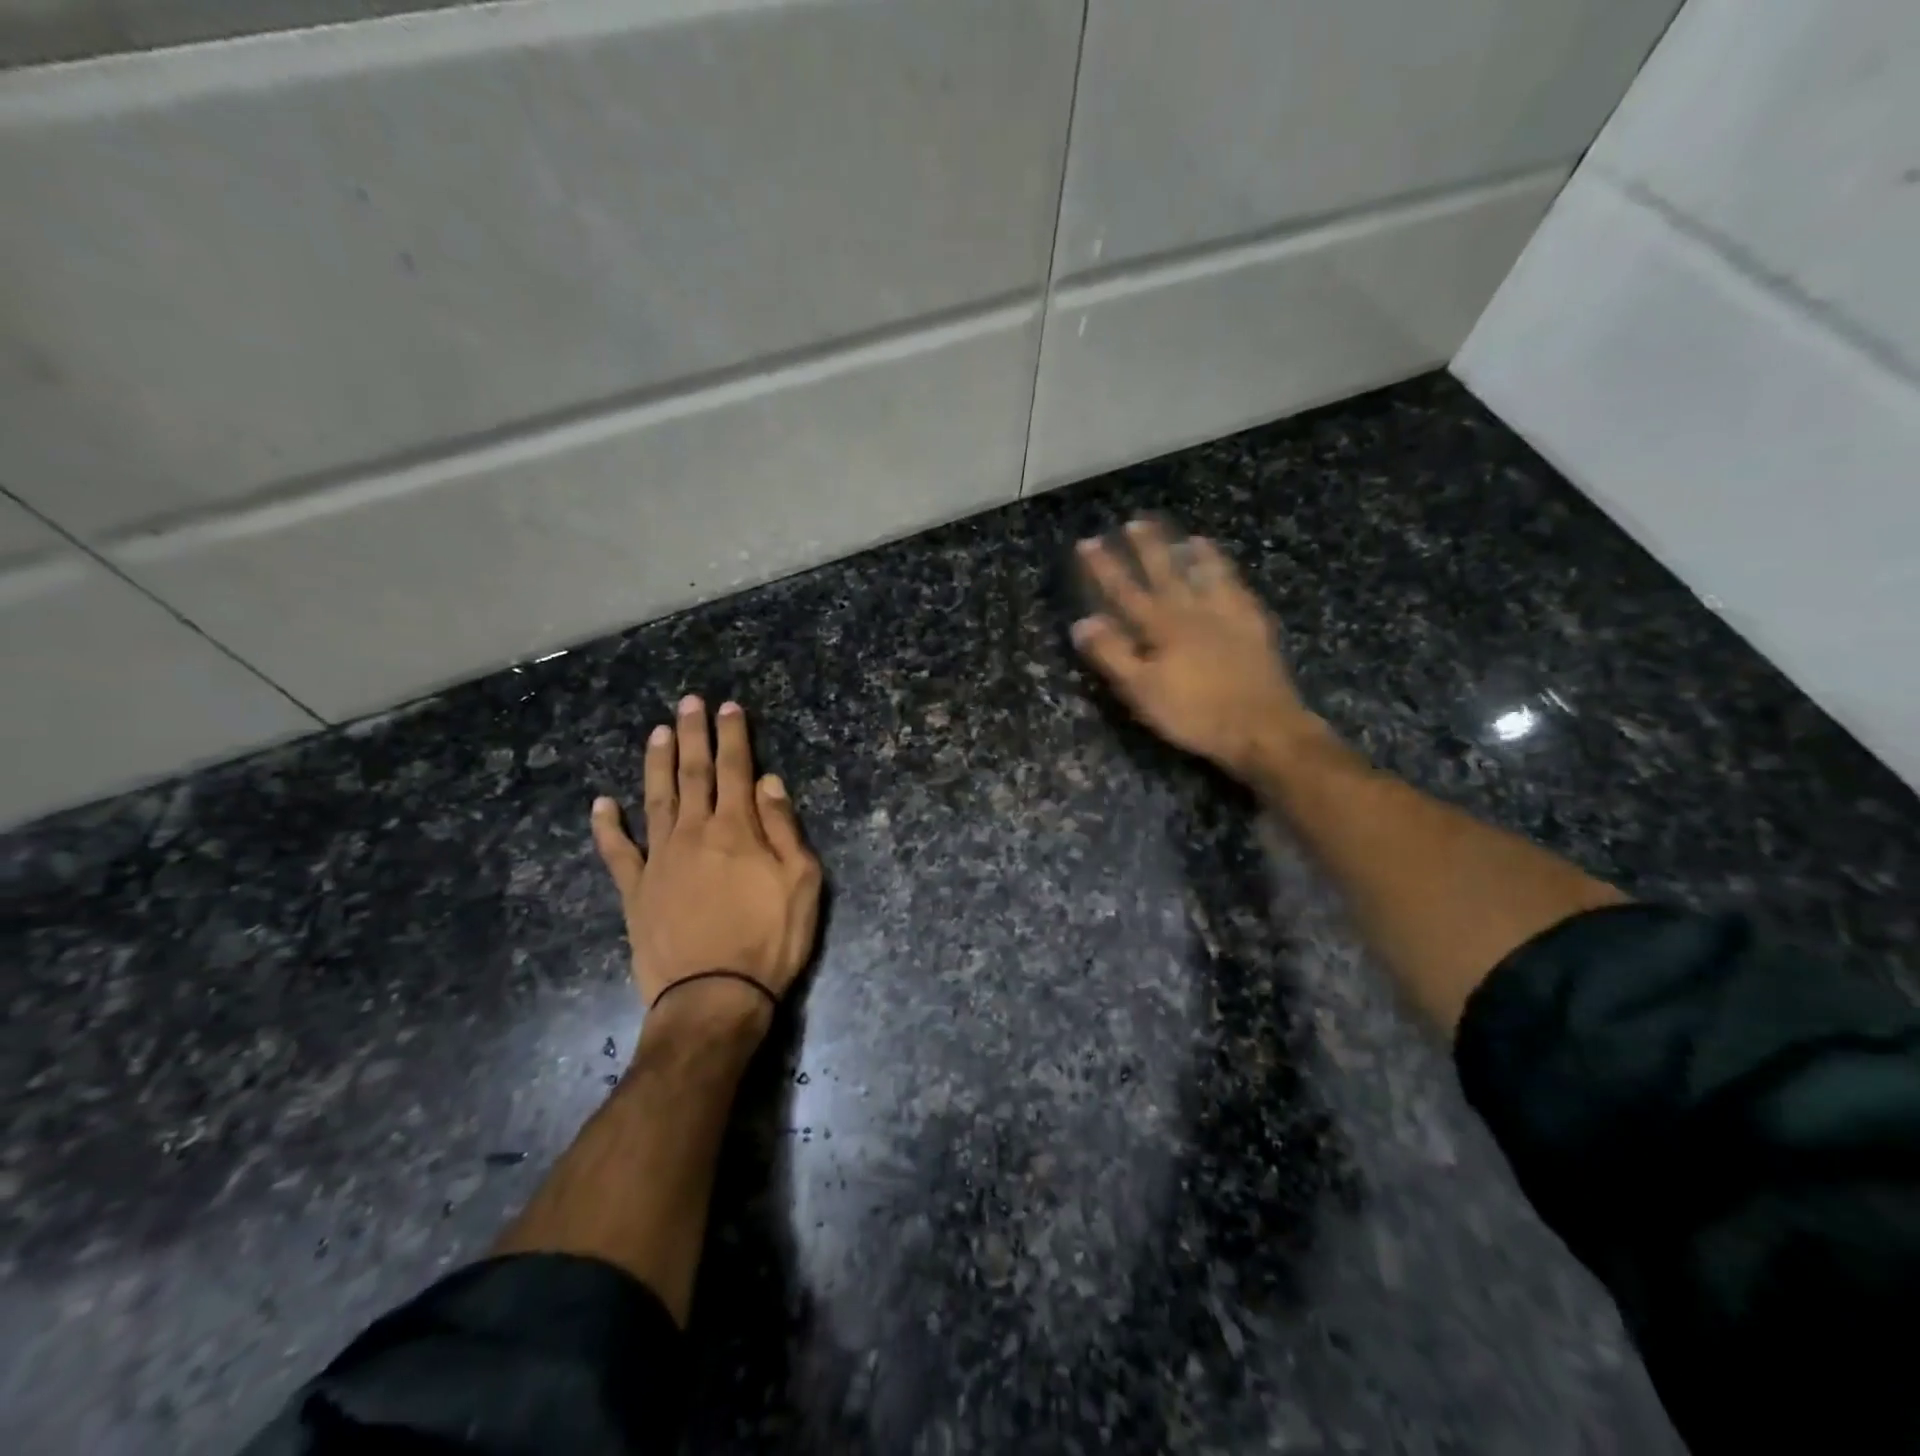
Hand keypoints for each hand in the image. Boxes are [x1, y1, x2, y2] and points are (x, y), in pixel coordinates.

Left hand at [591, 697, 822, 1033]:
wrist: (714, 998)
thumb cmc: (769, 941)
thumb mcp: (801, 884)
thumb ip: (785, 829)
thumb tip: (770, 783)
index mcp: (737, 830)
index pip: (737, 770)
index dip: (734, 736)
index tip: (729, 707)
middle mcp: (695, 833)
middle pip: (693, 773)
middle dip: (693, 735)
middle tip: (689, 702)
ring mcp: (659, 860)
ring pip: (656, 799)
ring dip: (657, 763)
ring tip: (658, 733)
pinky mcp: (635, 890)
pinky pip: (617, 851)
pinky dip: (607, 826)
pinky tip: (602, 803)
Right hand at [1071, 520, 1319, 781]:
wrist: (1261, 727)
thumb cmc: (1193, 713)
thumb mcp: (1142, 690)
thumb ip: (1112, 654)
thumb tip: (1082, 622)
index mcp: (1161, 627)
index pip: (1125, 591)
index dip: (1105, 567)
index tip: (1088, 542)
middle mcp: (1193, 611)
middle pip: (1166, 572)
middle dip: (1148, 547)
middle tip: (1137, 521)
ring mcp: (1228, 616)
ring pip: (1208, 575)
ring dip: (1194, 555)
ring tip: (1189, 535)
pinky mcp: (1254, 628)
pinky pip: (1239, 591)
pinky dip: (1230, 576)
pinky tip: (1230, 573)